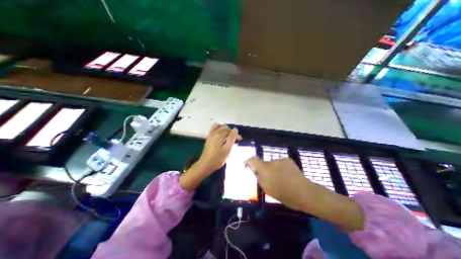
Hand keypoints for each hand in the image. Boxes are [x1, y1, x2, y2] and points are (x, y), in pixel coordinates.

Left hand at [196, 124, 242, 173]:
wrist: (205, 164)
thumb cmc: (218, 159)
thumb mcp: (227, 149)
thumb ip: (232, 138)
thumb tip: (235, 129)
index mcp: (219, 135)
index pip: (230, 130)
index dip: (236, 134)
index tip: (240, 140)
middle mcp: (214, 132)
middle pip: (225, 127)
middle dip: (231, 131)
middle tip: (235, 139)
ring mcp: (210, 134)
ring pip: (219, 126)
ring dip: (225, 129)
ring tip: (228, 136)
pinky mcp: (208, 137)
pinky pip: (214, 129)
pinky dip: (219, 130)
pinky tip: (222, 137)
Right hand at [247, 156, 365, 230]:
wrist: (305, 193)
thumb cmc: (285, 194)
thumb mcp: (267, 188)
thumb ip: (258, 176)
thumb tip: (251, 167)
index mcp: (265, 170)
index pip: (252, 159)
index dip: (249, 161)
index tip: (248, 165)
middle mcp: (271, 162)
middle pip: (262, 162)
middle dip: (263, 169)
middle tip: (269, 178)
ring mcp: (280, 159)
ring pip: (271, 163)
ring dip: (272, 168)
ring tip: (279, 177)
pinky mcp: (287, 159)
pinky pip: (279, 162)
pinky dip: (279, 167)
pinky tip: (286, 174)